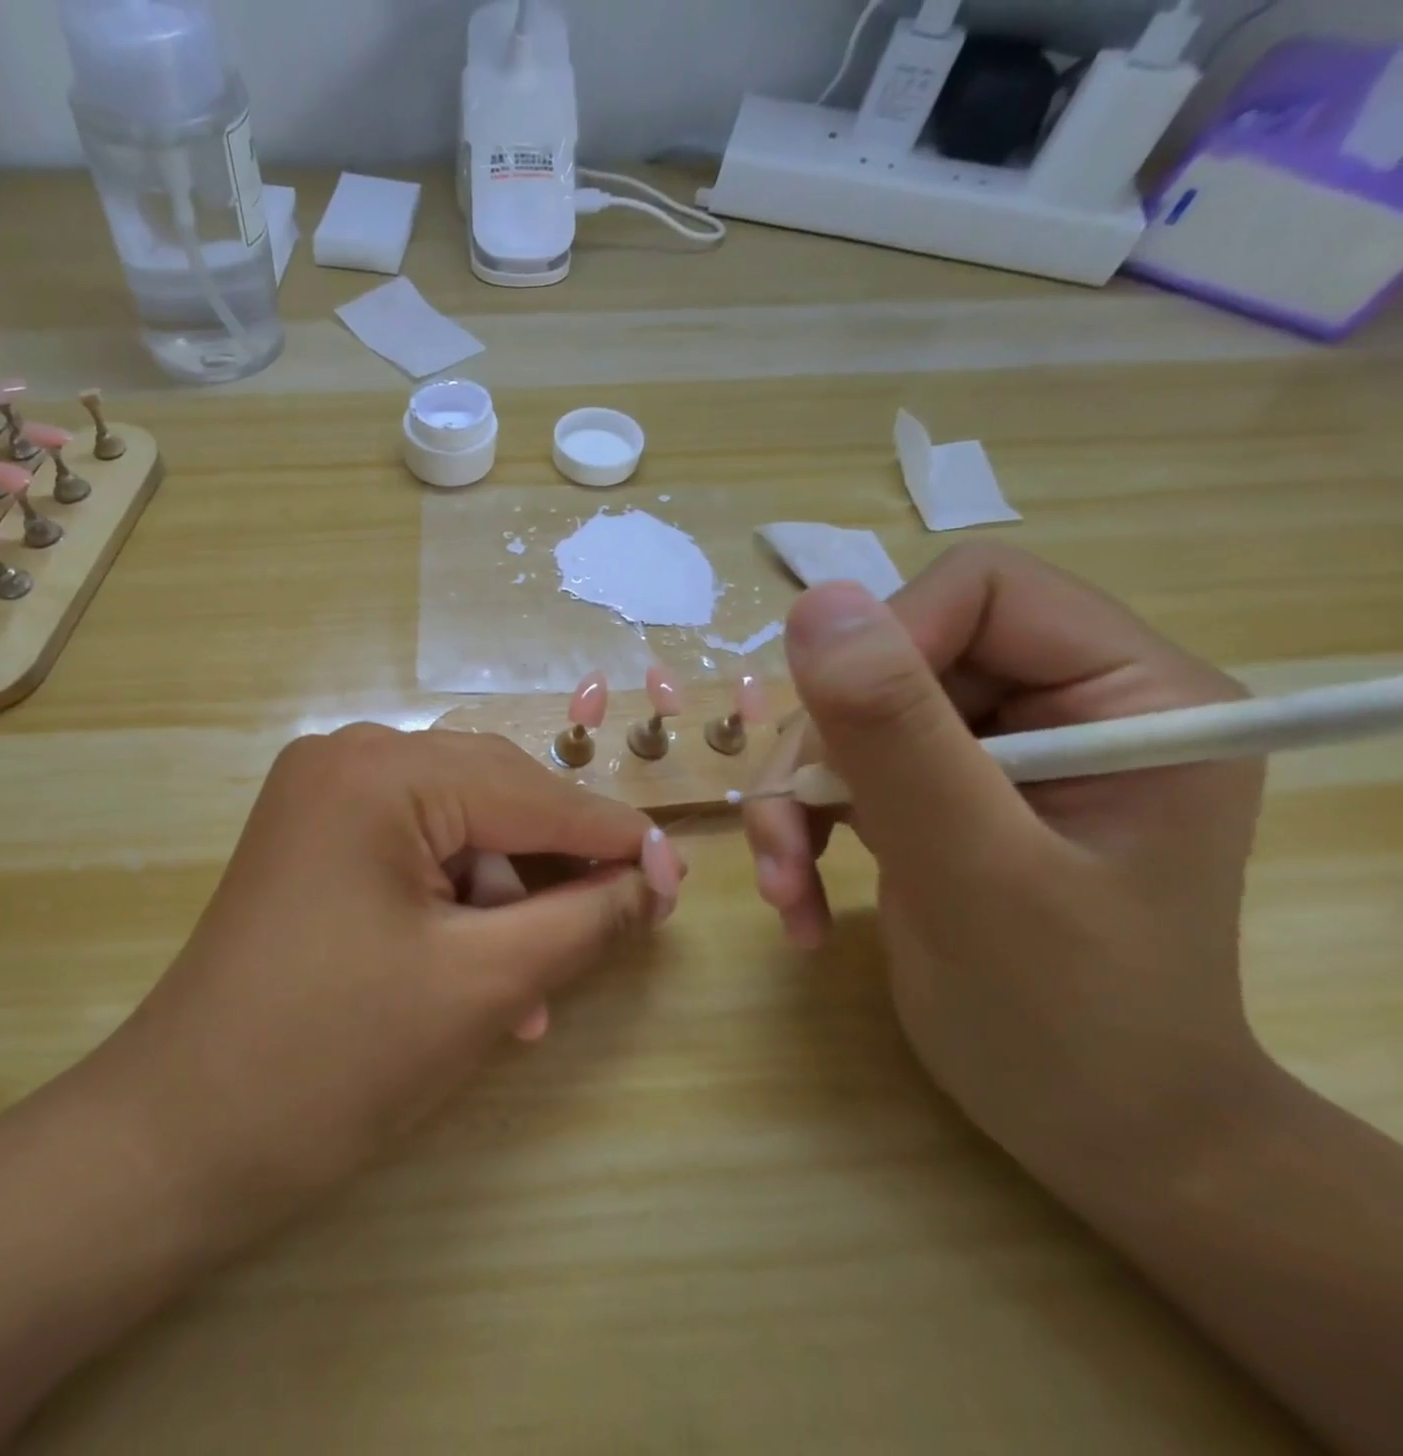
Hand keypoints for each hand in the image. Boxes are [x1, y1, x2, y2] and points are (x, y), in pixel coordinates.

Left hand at [99, 726, 684, 1232]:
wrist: (179, 1136)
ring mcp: (319, 797)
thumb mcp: (483, 984)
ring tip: (534, 987)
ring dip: (505, 898)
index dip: (611, 837)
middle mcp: (345, 758)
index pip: (529, 792)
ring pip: (454, 828)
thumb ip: (584, 920)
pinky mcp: (310, 841)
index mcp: (379, 772)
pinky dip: (455, 902)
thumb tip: (654, 882)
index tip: (679, 877)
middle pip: (491, 797)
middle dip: (556, 866)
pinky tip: (482, 971)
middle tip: (624, 921)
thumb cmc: (336, 1058)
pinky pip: (410, 851)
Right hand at [745, 545, 1269, 1182]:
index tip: (832, 748)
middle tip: (787, 846)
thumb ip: (897, 732)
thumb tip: (816, 601)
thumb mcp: (974, 869)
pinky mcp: (941, 797)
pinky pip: (840, 774)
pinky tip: (801, 900)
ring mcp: (995, 756)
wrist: (1090, 1135)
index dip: (884, 649)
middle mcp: (1062, 709)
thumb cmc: (1068, 1020)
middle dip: (820, 754)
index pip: (979, 593)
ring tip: (787, 887)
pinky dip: (803, 831)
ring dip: (796, 802)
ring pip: (847, 722)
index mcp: (1131, 697)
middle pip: (892, 662)